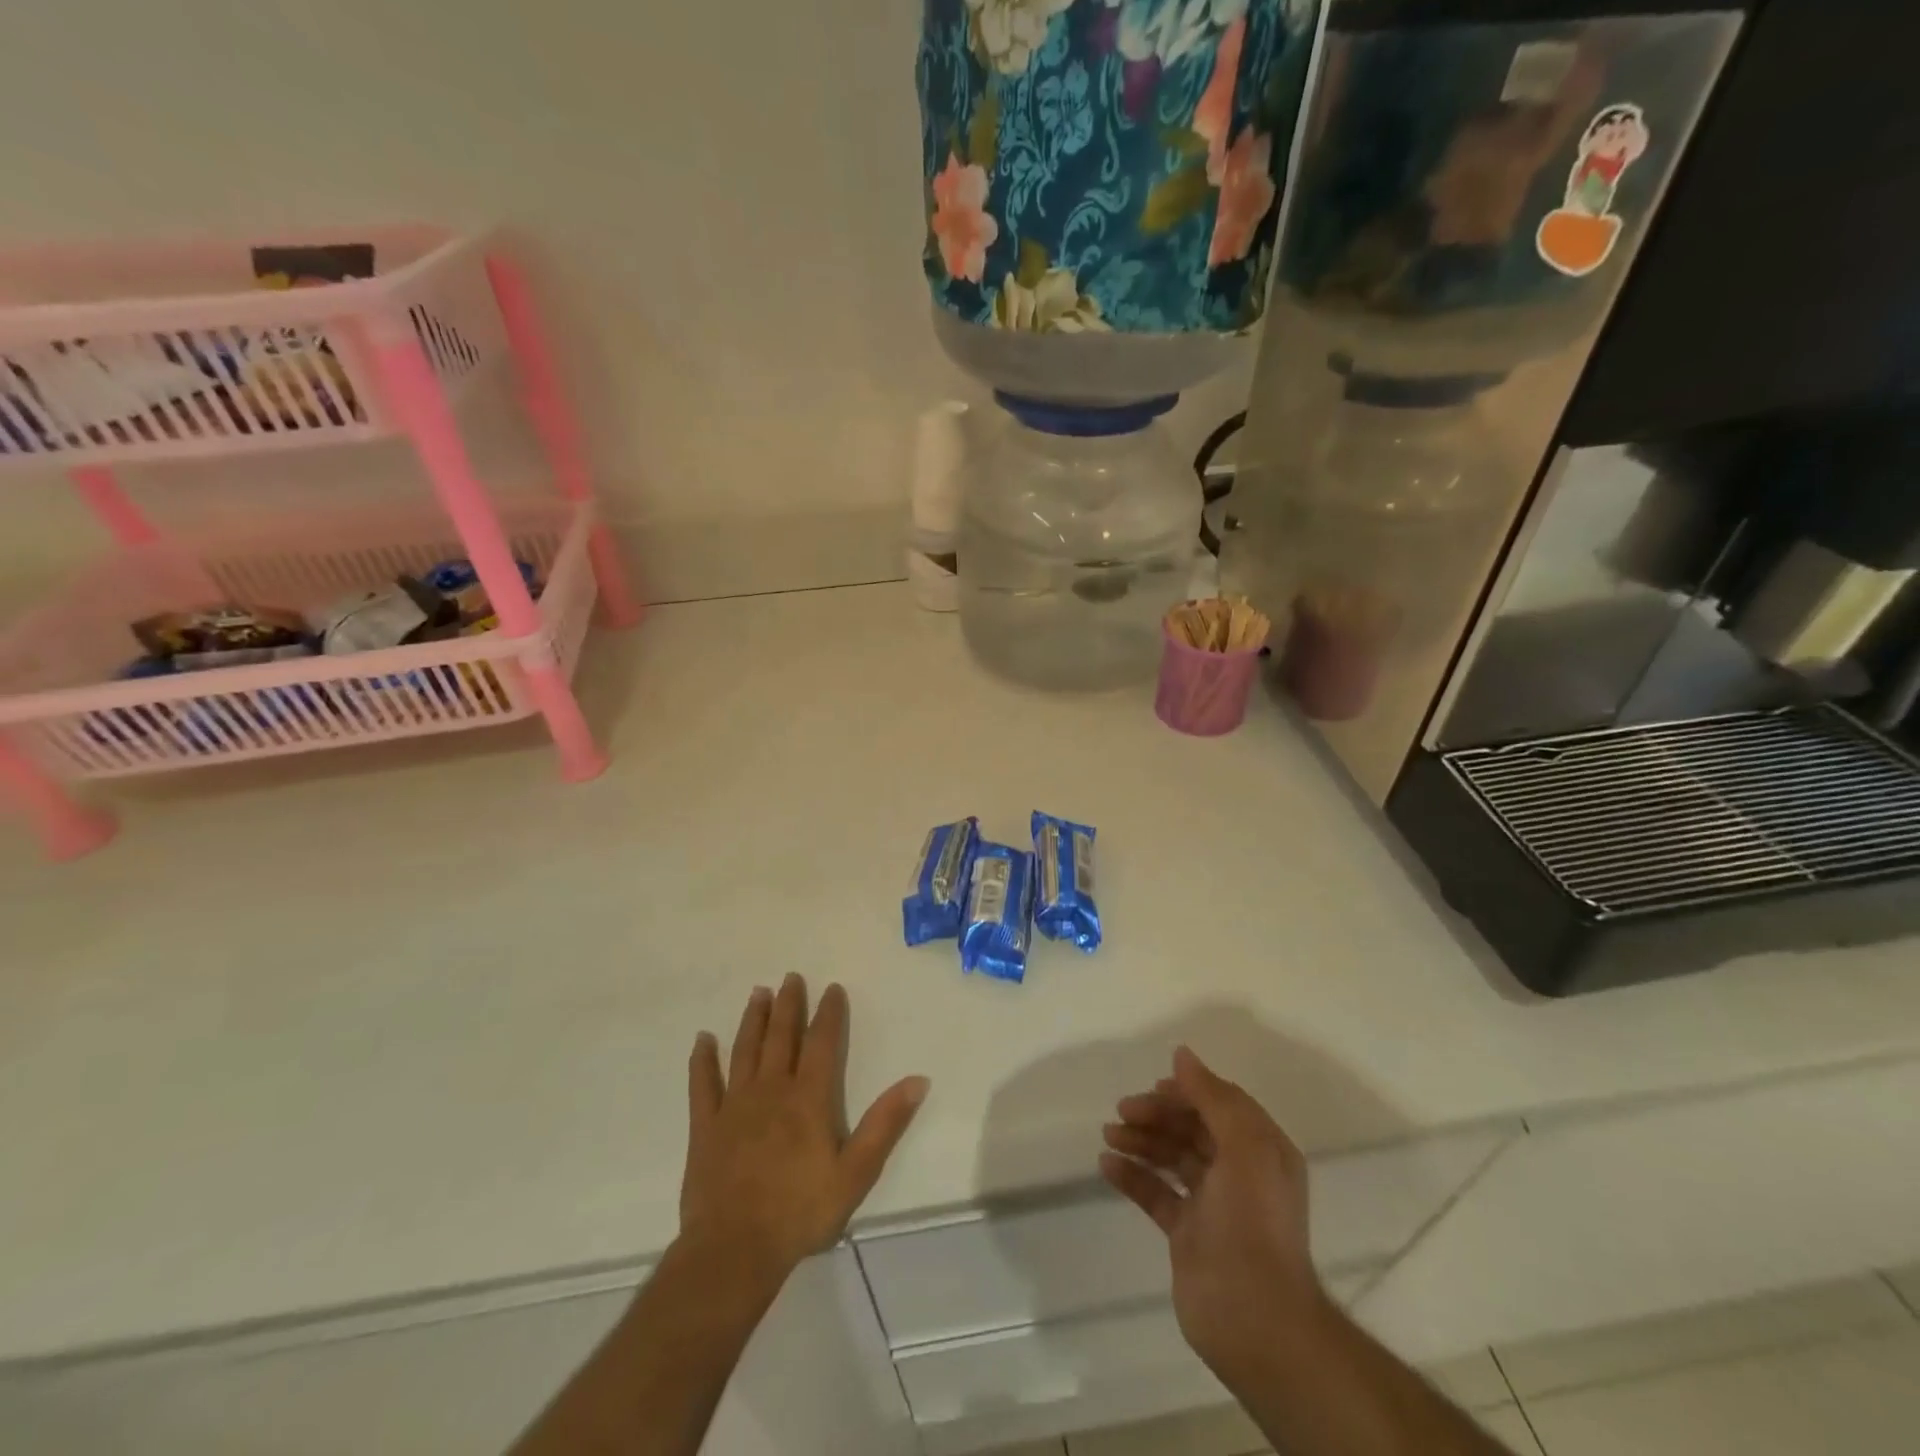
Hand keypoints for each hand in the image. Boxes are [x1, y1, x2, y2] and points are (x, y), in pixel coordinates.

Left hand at [680, 975, 928, 1290]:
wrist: (734, 1251)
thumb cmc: (801, 1212)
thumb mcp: (856, 1172)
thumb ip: (885, 1123)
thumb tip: (918, 1079)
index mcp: (808, 1098)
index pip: (821, 1043)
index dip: (828, 1013)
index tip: (832, 987)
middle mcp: (771, 1090)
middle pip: (781, 1037)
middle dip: (787, 1005)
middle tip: (790, 977)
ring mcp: (735, 1106)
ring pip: (745, 1050)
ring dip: (752, 1020)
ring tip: (758, 993)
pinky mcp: (705, 1126)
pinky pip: (702, 1085)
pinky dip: (702, 1060)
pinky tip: (703, 1039)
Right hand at [1100, 1047, 1324, 1389]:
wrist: (1254, 1319)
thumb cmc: (1253, 1222)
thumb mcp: (1244, 1147)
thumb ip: (1213, 1097)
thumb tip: (1182, 1054)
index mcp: (1261, 1149)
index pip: (1220, 1104)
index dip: (1187, 1091)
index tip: (1153, 1087)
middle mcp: (1240, 1172)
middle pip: (1192, 1128)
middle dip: (1158, 1114)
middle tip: (1122, 1111)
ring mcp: (1213, 1204)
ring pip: (1171, 1157)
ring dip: (1141, 1140)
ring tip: (1109, 1135)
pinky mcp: (1188, 1234)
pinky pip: (1156, 1193)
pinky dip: (1133, 1176)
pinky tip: (1107, 1165)